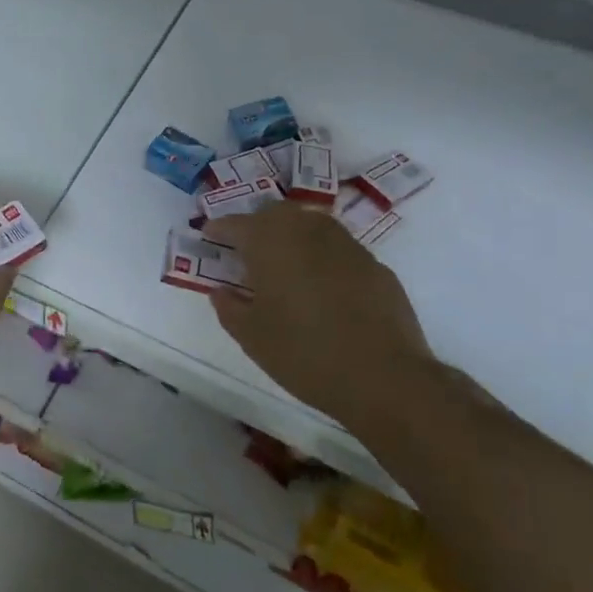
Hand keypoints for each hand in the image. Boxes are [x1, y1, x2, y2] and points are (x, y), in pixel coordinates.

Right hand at [205, 201, 436, 434]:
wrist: (383, 377)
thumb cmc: (304, 353)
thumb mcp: (251, 337)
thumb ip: (229, 307)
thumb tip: (222, 291)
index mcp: (270, 243)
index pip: (236, 224)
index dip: (219, 229)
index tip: (209, 236)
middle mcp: (308, 232)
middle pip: (276, 214)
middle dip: (257, 225)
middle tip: (246, 249)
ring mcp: (347, 245)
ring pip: (311, 225)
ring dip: (292, 236)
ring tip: (284, 264)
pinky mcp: (375, 266)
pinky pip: (339, 250)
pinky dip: (322, 258)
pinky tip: (322, 288)